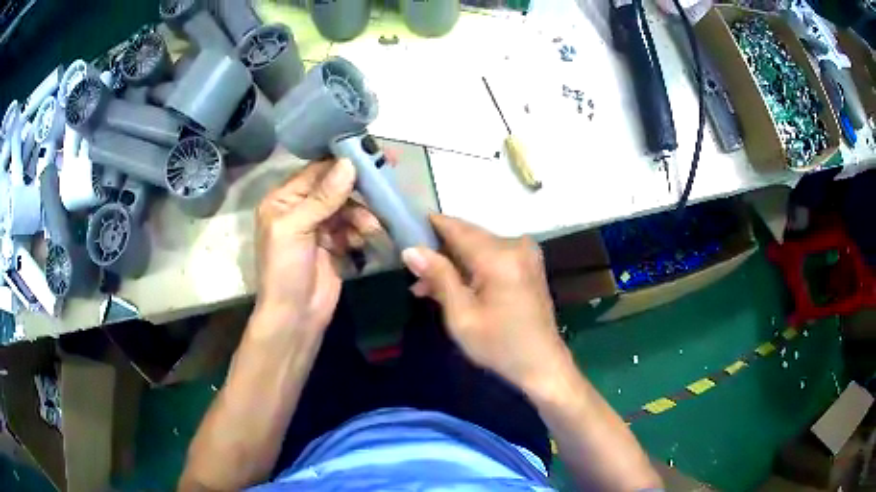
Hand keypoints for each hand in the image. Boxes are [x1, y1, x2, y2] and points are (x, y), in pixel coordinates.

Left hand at [255, 159, 379, 333]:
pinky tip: (363, 240)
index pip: (315, 171)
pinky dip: (360, 231)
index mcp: (283, 200)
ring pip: (347, 207)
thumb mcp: (296, 229)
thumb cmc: (284, 270)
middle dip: (358, 187)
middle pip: (334, 187)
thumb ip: (322, 197)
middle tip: (386, 179)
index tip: (372, 152)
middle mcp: (300, 209)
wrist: (295, 317)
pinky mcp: (335, 245)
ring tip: (369, 227)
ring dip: (361, 214)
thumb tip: (349, 164)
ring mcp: (319, 227)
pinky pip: (353, 227)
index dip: (342, 161)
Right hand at [401, 215, 567, 390]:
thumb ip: (439, 277)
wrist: (542, 364)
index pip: (456, 227)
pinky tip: (454, 287)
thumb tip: (411, 249)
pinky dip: (471, 267)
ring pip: (478, 246)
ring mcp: (525, 253)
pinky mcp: (528, 264)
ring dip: (453, 262)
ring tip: (427, 287)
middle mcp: (515, 245)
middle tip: (414, 273)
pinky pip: (492, 255)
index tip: (404, 231)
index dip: (429, 226)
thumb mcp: (462, 316)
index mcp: (499, 257)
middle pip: (468, 235)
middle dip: (439, 251)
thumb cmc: (499, 346)